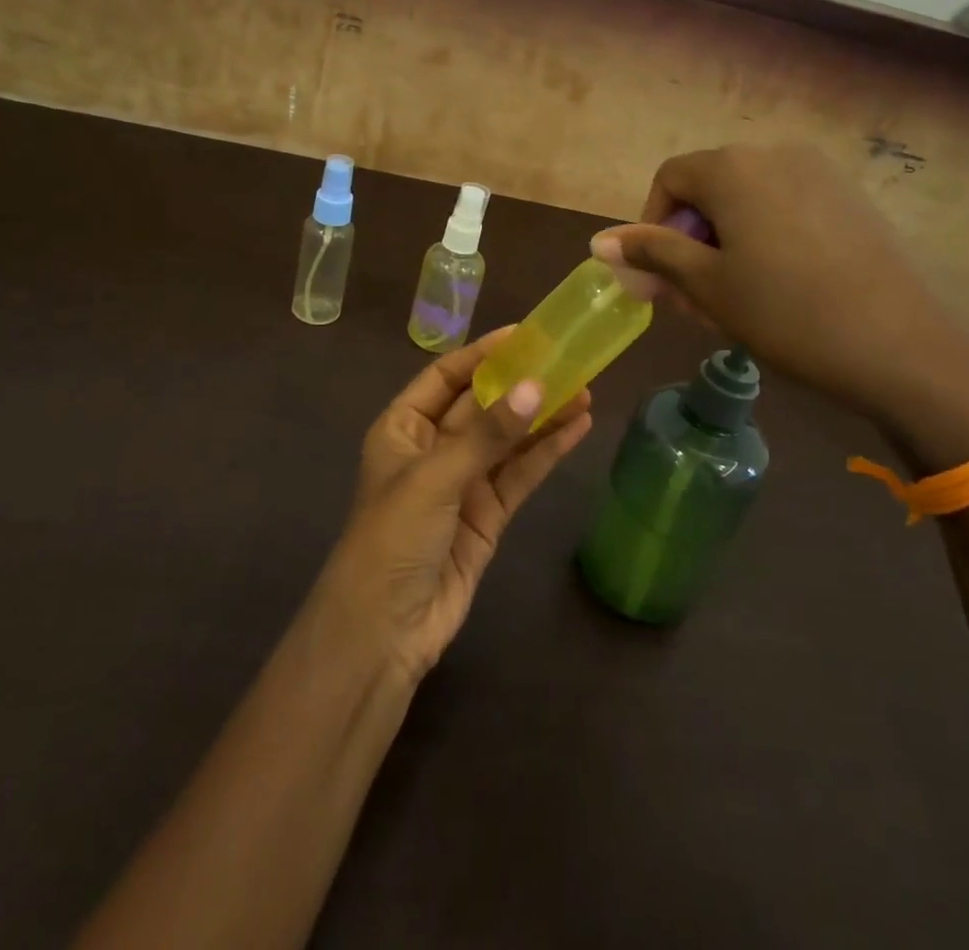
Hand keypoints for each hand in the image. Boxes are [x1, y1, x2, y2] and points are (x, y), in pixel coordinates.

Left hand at [317, 330, 591, 681]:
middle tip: (567, 361)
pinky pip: (520, 475)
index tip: (525, 335)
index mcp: (403, 428)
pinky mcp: (488, 515)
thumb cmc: (392, 539)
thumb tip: (536, 386)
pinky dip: (547, 452)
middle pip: (482, 405)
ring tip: (584, 390)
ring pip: (508, 439)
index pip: (446, 377)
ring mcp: (462, 483)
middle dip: (522, 384)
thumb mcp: (435, 478)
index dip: (483, 354)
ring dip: (542, 416)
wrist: (384, 634)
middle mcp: (433, 448)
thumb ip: (488, 434)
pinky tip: (577, 429)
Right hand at [592, 144, 968, 460]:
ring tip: (736, 301)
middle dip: (690, 241)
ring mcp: (822, 173)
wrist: (908, 347)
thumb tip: (598, 242)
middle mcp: (777, 154)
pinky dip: (766, 240)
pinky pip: (788, 208)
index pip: (670, 179)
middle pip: (710, 189)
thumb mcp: (707, 286)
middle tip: (694, 300)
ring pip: (749, 202)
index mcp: (734, 167)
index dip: (652, 226)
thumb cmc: (788, 313)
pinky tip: (782, 289)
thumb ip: (651, 254)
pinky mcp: (854, 199)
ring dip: (726, 245)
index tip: (663, 278)